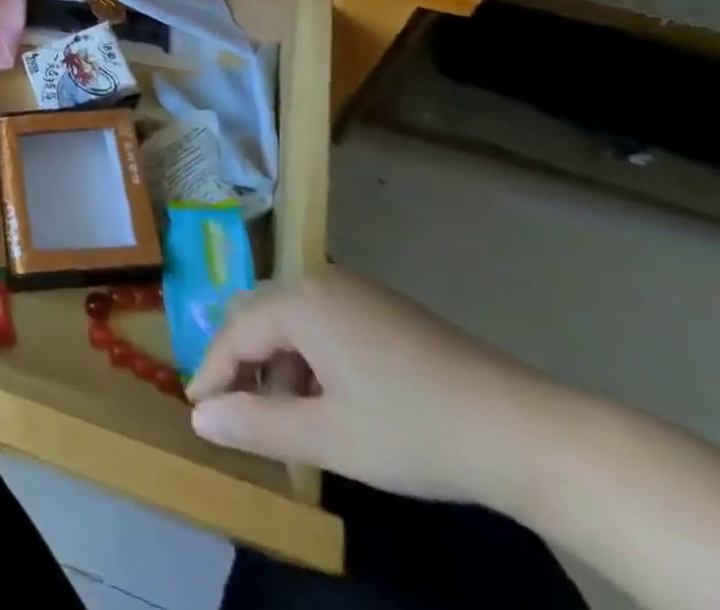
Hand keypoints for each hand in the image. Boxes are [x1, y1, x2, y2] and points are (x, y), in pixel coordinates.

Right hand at [187, 268, 557, 506]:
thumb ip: (257, 425)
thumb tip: (198, 417)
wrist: (524, 431)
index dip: (212, 370)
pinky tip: (327, 397)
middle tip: (236, 411)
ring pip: (288, 317)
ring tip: (286, 416)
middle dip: (241, 361)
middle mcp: (318, 280)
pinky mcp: (378, 303)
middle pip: (256, 313)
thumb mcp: (330, 439)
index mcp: (300, 302)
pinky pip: (319, 318)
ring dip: (276, 360)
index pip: (235, 330)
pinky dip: (307, 354)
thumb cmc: (416, 432)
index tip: (195, 408)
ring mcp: (352, 288)